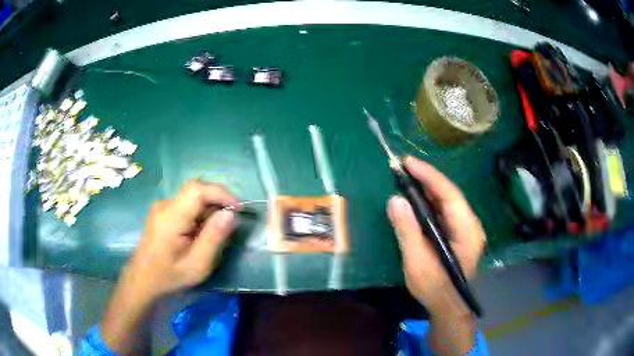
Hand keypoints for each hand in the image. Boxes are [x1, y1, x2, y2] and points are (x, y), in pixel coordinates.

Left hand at [128, 180, 238, 299]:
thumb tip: (230, 213)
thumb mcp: (197, 265)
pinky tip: (201, 234)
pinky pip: (186, 205)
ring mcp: (162, 208)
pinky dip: (200, 214)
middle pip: (196, 191)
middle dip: (217, 202)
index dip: (221, 193)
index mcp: (171, 217)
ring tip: (216, 234)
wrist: (143, 282)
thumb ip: (214, 238)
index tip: (238, 209)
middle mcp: (165, 205)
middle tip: (230, 225)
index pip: (197, 189)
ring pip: (192, 198)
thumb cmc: (170, 277)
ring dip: (209, 210)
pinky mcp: (163, 213)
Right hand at [387, 157, 485, 317]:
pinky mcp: (459, 236)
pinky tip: (417, 201)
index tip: (408, 162)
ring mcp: (466, 230)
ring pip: (448, 202)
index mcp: (467, 230)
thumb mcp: (418, 262)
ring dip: (428, 190)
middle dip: (427, 179)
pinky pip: (445, 213)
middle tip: (404, 168)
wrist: (449, 308)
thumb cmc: (435, 288)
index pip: (449, 194)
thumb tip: (395, 200)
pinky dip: (430, 204)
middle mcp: (471, 225)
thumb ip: (407, 231)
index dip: (429, 176)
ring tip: (408, 179)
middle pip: (450, 195)